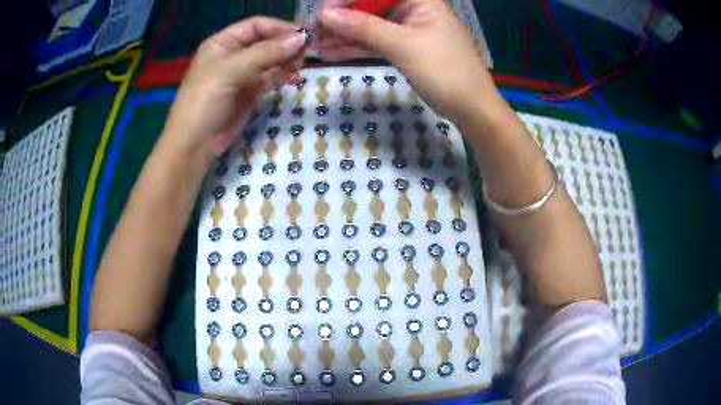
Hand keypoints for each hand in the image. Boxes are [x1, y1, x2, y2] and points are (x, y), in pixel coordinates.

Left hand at [163, 17, 307, 156]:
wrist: (195, 144)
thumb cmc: (204, 102)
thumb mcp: (231, 71)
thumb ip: (265, 53)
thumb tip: (301, 39)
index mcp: (222, 43)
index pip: (255, 26)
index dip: (278, 27)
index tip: (302, 35)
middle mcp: (233, 54)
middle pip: (265, 41)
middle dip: (285, 44)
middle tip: (305, 52)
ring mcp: (242, 73)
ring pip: (270, 59)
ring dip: (287, 59)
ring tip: (300, 65)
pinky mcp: (250, 91)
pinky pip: (271, 77)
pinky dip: (283, 75)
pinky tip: (294, 76)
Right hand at [316, 0, 495, 122]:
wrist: (471, 108)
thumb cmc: (445, 70)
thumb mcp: (403, 45)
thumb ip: (362, 27)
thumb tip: (324, 15)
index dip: (347, 0)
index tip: (322, 13)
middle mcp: (412, 9)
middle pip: (369, 6)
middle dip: (341, 18)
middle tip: (314, 32)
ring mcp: (407, 29)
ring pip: (369, 26)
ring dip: (343, 35)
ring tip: (316, 45)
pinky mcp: (404, 48)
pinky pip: (375, 42)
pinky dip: (355, 48)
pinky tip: (331, 52)